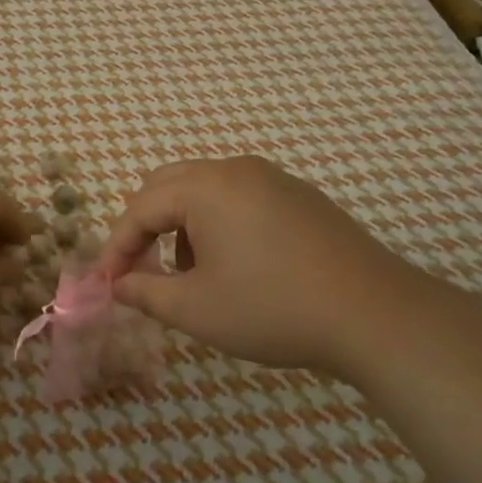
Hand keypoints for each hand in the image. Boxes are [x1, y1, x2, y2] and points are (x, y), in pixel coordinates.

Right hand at [100, 156, 466, 379]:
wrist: (375, 313)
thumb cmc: (273, 309)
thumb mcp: (198, 309)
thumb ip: (146, 293)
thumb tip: (118, 285)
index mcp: (205, 187)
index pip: (140, 208)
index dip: (117, 247)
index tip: (107, 284)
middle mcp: (235, 169)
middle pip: (168, 186)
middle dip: (146, 227)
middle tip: (141, 271)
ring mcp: (272, 178)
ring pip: (204, 190)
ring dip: (182, 225)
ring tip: (191, 274)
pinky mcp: (299, 196)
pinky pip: (239, 197)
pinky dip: (217, 223)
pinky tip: (236, 265)